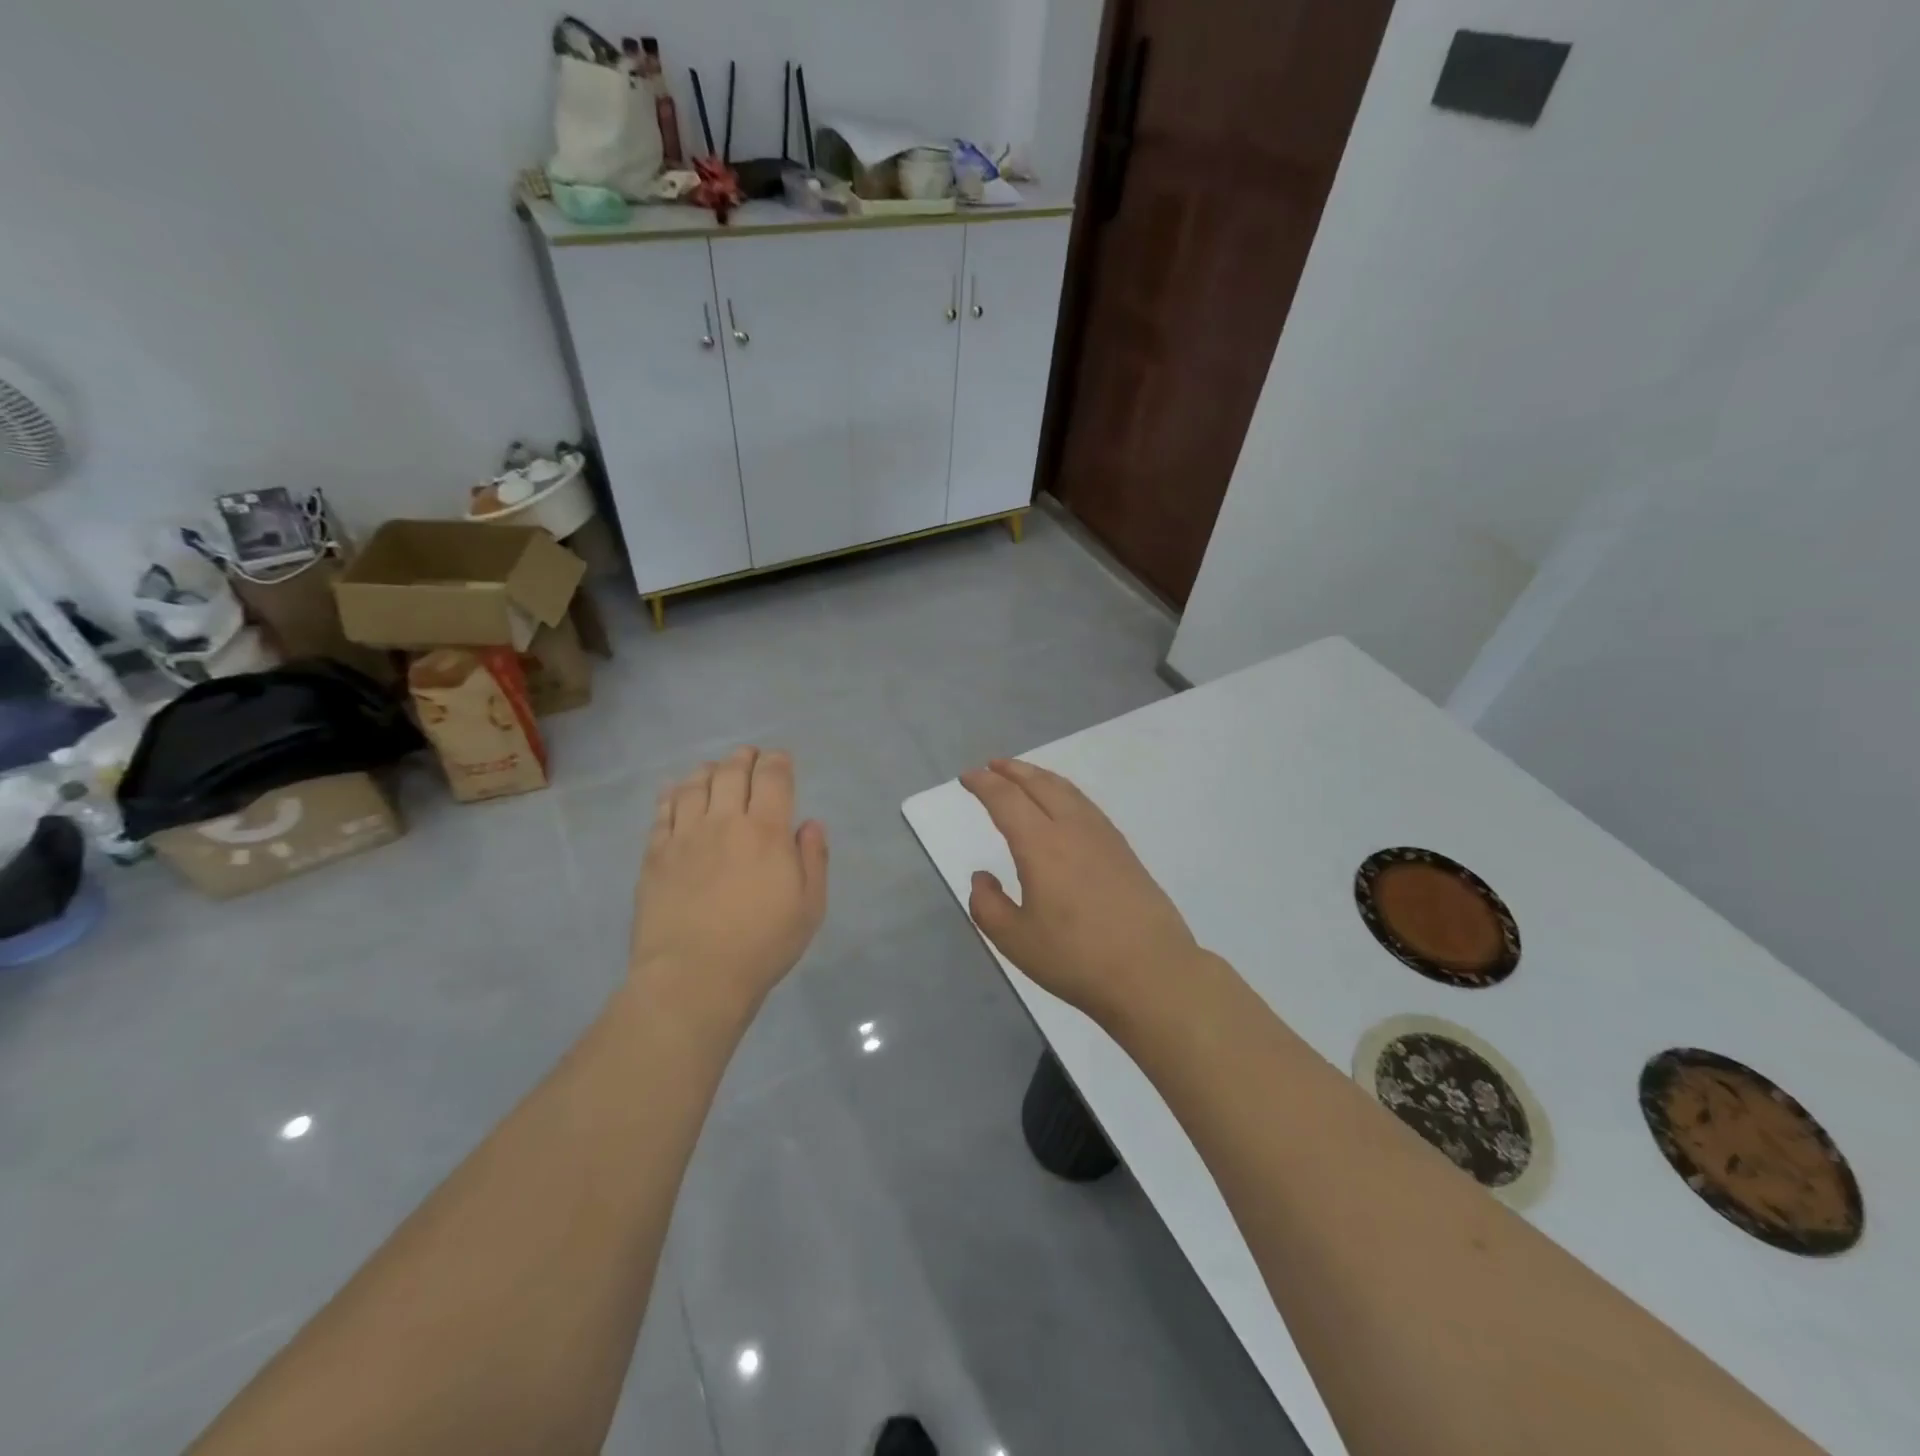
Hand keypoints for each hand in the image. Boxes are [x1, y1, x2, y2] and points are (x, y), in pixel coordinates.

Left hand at [629, 746, 828, 1030]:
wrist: (694, 977)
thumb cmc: (762, 944)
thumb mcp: (810, 907)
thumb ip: (813, 859)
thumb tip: (810, 824)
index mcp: (767, 831)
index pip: (773, 777)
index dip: (778, 761)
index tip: (781, 760)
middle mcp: (725, 821)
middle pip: (732, 772)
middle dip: (744, 757)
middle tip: (749, 756)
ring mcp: (685, 836)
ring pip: (694, 785)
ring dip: (708, 770)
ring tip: (714, 771)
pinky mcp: (655, 854)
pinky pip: (662, 811)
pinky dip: (672, 794)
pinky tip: (676, 792)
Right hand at [961, 758, 1198, 1021]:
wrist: (1152, 973)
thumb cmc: (1076, 959)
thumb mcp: (1015, 941)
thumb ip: (988, 905)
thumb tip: (982, 877)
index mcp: (1041, 845)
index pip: (1006, 800)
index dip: (984, 784)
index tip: (968, 777)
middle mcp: (1072, 829)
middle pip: (1039, 784)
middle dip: (1012, 770)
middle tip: (992, 765)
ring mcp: (1103, 836)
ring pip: (1067, 790)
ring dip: (1040, 777)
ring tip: (1024, 776)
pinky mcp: (1123, 850)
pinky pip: (1085, 805)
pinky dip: (1064, 793)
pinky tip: (1063, 806)